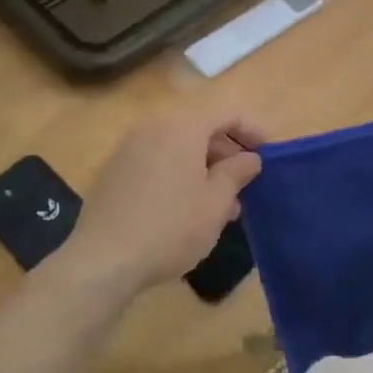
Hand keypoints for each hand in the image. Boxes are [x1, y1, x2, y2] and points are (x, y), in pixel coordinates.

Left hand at [57, 112, 263, 295]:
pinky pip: (155, 162)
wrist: (104, 259)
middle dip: (226, 154)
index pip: (227, 114)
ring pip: (177, 148)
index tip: (268, 156)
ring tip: (220, 205)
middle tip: (245, 185)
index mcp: (182, 127)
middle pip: (199, 129)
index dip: (252, 132)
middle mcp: (153, 127)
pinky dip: (177, 175)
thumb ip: (237, 172)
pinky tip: (185, 209)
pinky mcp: (113, 171)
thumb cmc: (171, 227)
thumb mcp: (216, 202)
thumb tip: (250, 157)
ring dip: (202, 168)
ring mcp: (128, 148)